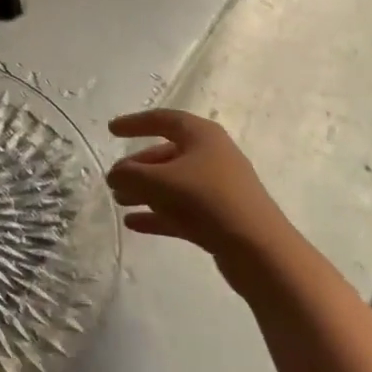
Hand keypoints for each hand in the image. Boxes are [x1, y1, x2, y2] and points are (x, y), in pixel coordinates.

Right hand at [107, 111, 293, 270]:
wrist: (260, 251)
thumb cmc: (207, 199)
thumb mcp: (159, 181)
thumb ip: (130, 174)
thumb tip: (115, 175)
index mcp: (201, 135)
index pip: (162, 120)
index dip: (134, 123)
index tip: (111, 131)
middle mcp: (211, 156)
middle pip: (165, 155)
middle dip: (137, 168)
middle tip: (113, 181)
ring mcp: (217, 188)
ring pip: (172, 184)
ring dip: (144, 191)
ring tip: (119, 201)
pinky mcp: (219, 218)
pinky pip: (180, 210)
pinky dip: (157, 214)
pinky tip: (134, 224)